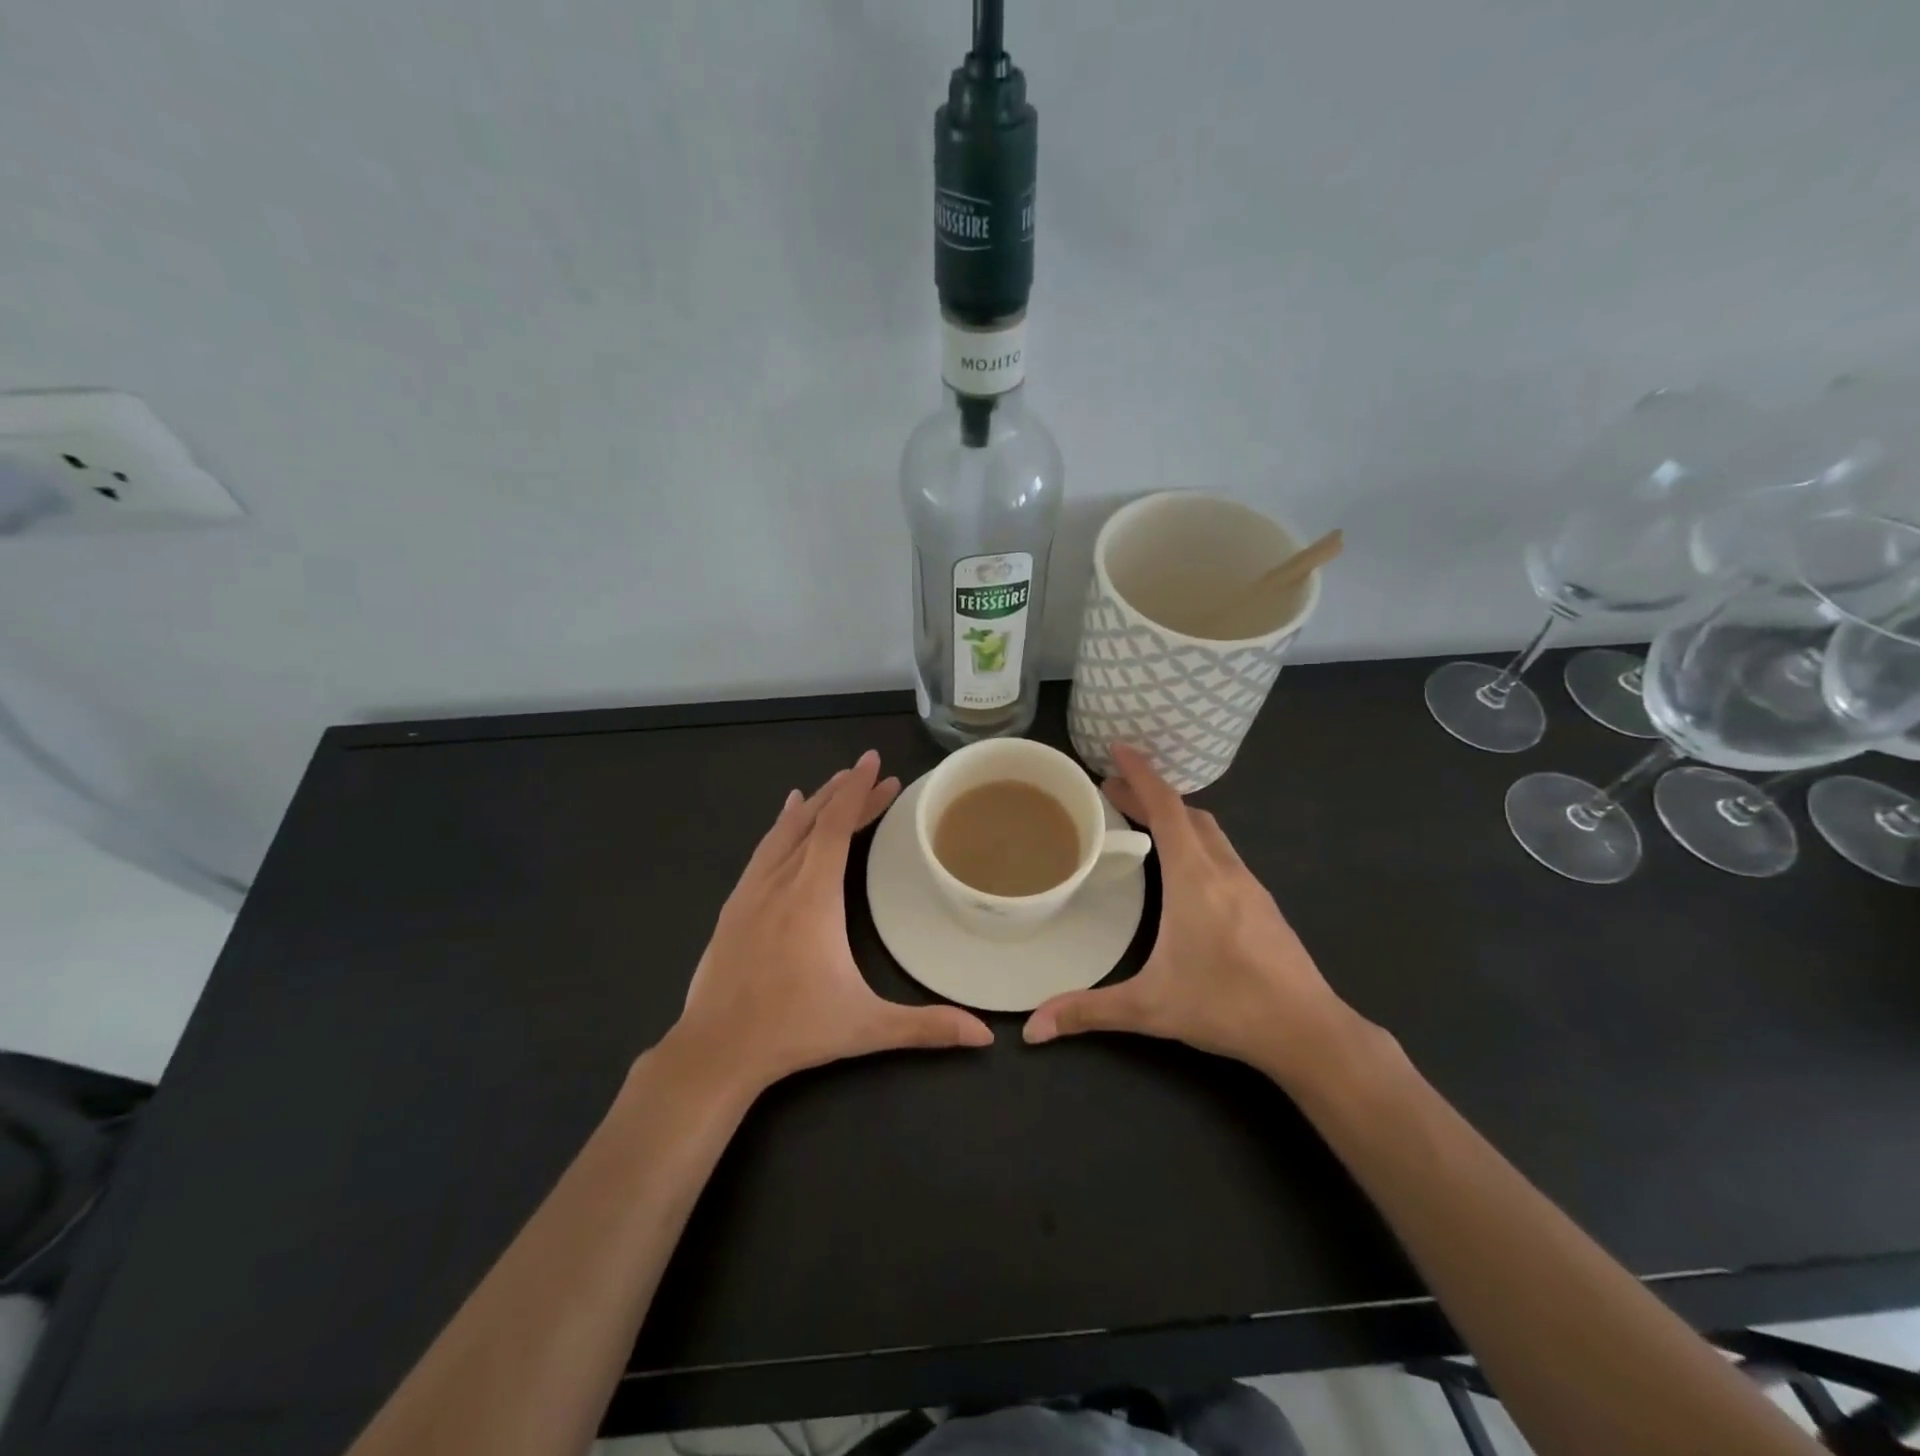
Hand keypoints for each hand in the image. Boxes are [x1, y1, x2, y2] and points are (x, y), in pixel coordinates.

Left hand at [667, 750, 992, 1097]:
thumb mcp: (866, 1027)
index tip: (875, 762)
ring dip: (815, 804)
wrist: (715, 1051)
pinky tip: (785, 817)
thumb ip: (927, 1026)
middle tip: (877, 776)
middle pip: (815, 821)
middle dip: (847, 794)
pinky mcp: (733, 906)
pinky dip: (781, 826)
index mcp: (814, 896)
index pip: (836, 826)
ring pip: (785, 831)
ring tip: (837, 784)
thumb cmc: (794, 1030)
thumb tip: (985, 1037)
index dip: (858, 791)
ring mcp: (751, 892)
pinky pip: (762, 850)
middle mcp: (781, 882)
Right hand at [1022, 743, 1368, 1087]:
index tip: (1118, 748)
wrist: (1309, 1031)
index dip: (1141, 774)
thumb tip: (1031, 1028)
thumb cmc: (1225, 1006)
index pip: (1166, 808)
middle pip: (1187, 813)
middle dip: (1150, 794)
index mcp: (1194, 878)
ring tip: (1143, 820)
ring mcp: (1250, 885)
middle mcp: (1224, 870)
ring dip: (1176, 816)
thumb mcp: (1148, 1008)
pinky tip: (1186, 868)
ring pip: (1210, 832)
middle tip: (1112, 789)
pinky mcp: (1263, 904)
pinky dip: (1197, 840)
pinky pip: (1224, 853)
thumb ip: (1087, 1011)